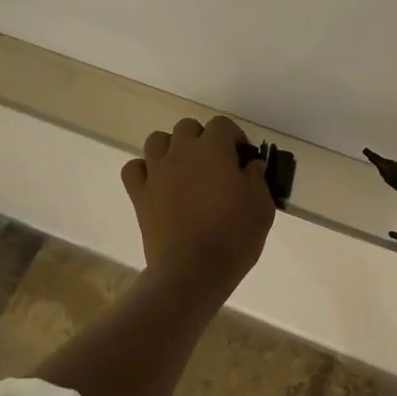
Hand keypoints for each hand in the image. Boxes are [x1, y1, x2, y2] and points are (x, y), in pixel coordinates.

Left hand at [121, 115, 276, 298]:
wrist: (193, 270)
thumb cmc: (234, 236)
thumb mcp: (262, 205)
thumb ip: (257, 178)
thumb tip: (250, 165)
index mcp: (213, 149)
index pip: (222, 124)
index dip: (234, 137)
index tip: (243, 160)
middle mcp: (181, 152)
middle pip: (188, 127)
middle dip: (202, 139)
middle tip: (216, 165)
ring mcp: (156, 172)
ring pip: (157, 140)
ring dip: (172, 149)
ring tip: (185, 171)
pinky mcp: (139, 195)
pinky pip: (134, 169)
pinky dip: (145, 170)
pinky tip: (159, 184)